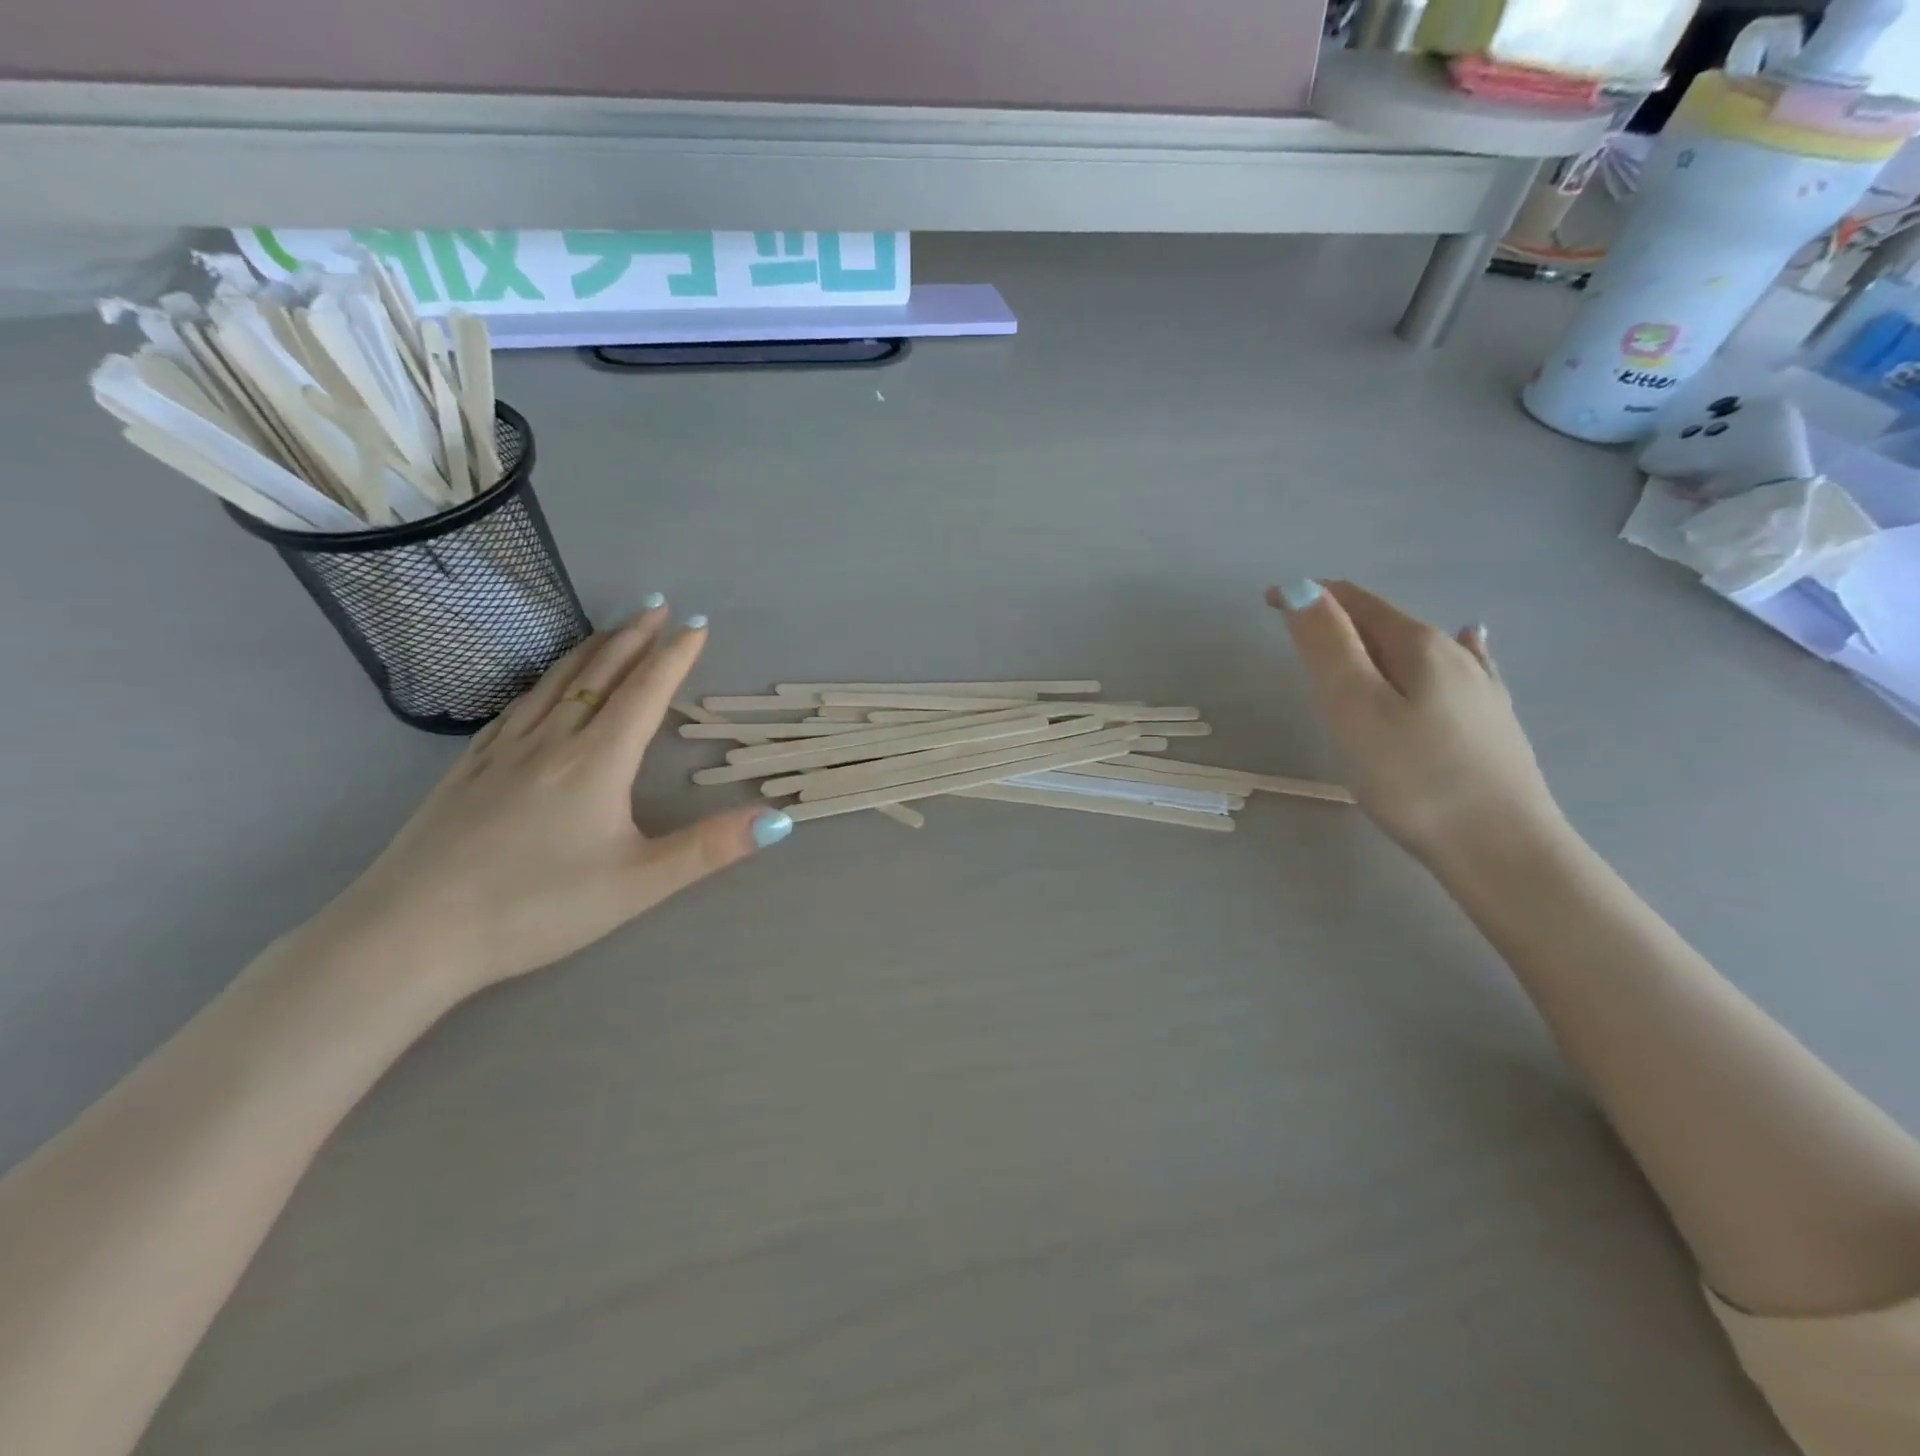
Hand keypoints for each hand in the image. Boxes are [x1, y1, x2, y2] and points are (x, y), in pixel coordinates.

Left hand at [324, 600, 790, 999]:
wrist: (410, 934)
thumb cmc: (536, 907)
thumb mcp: (638, 884)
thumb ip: (709, 848)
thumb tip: (779, 818)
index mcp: (597, 761)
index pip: (646, 693)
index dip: (675, 656)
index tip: (697, 623)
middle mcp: (552, 741)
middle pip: (599, 674)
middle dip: (633, 636)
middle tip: (656, 603)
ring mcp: (503, 751)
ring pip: (554, 682)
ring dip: (589, 649)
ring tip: (610, 627)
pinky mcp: (467, 769)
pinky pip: (516, 706)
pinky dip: (542, 680)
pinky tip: (541, 685)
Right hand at [1266, 579, 1564, 866]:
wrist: (1503, 851)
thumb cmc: (1414, 779)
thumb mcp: (1355, 708)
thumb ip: (1327, 646)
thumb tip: (1301, 588)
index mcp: (1417, 645)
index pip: (1353, 600)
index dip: (1309, 596)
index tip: (1268, 605)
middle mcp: (1454, 654)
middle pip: (1384, 621)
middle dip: (1338, 620)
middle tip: (1296, 644)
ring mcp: (1480, 688)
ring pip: (1417, 648)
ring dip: (1375, 641)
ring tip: (1347, 654)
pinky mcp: (1493, 722)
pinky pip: (1463, 668)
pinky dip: (1447, 650)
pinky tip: (1471, 640)